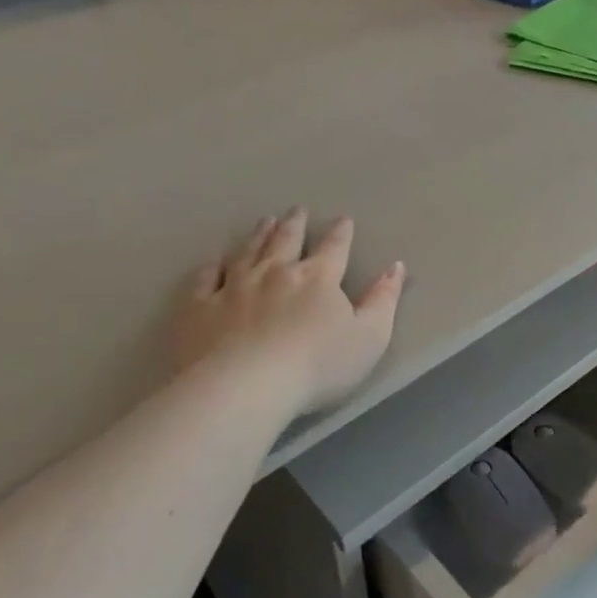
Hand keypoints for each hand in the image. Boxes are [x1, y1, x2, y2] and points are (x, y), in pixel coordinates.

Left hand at [165, 209, 405, 415]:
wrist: (246, 386)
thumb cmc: (317, 366)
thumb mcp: (370, 337)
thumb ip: (384, 300)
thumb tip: (396, 266)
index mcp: (318, 279)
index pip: (334, 248)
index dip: (341, 234)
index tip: (343, 220)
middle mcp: (276, 273)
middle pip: (286, 240)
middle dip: (294, 224)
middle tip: (296, 211)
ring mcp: (234, 287)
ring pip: (248, 252)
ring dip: (258, 236)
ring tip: (264, 222)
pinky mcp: (201, 308)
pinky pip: (205, 280)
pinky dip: (211, 269)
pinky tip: (213, 264)